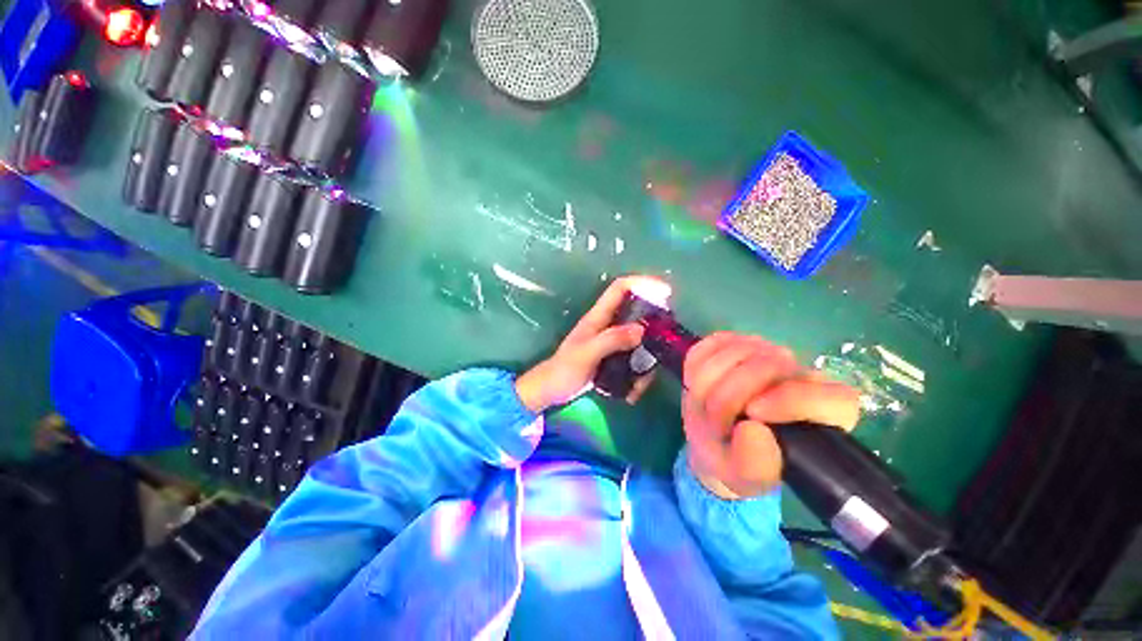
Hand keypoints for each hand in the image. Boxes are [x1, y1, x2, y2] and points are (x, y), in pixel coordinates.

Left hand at [515, 277, 660, 412]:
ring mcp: (611, 342)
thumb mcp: (587, 353)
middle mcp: (607, 325)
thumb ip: (612, 339)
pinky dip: (638, 374)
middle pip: (636, 312)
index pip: (621, 288)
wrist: (551, 390)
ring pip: (638, 340)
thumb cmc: (564, 369)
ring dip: (647, 359)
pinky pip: (633, 358)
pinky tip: (633, 392)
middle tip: (667, 342)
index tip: (666, 292)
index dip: (643, 283)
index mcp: (598, 317)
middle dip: (654, 325)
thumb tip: (642, 329)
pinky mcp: (613, 357)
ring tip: (643, 382)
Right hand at [682, 333, 859, 499]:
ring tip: (705, 409)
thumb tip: (753, 430)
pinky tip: (698, 387)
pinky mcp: (731, 341)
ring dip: (705, 385)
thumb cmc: (738, 462)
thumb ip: (756, 466)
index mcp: (825, 412)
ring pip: (731, 351)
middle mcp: (800, 373)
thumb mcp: (746, 479)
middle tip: (715, 424)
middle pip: (766, 364)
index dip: (789, 401)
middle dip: (726, 397)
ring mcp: (763, 351)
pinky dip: (694, 369)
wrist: (714, 439)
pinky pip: (707, 346)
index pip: (829, 396)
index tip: (752, 416)